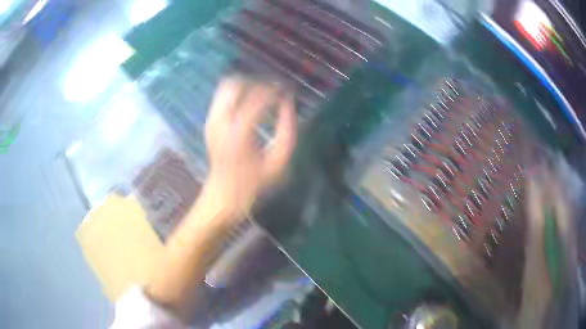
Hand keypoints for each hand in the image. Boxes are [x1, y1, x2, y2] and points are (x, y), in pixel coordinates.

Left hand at [202, 78, 297, 222]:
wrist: (223, 195)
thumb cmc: (253, 183)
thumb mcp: (278, 162)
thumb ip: (287, 130)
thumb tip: (288, 103)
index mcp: (239, 133)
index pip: (257, 97)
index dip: (274, 89)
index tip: (286, 91)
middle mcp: (221, 122)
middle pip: (235, 84)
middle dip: (257, 82)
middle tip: (273, 89)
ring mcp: (212, 121)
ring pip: (226, 87)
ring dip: (245, 85)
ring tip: (262, 93)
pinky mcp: (209, 122)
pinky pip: (222, 97)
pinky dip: (236, 93)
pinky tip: (248, 102)